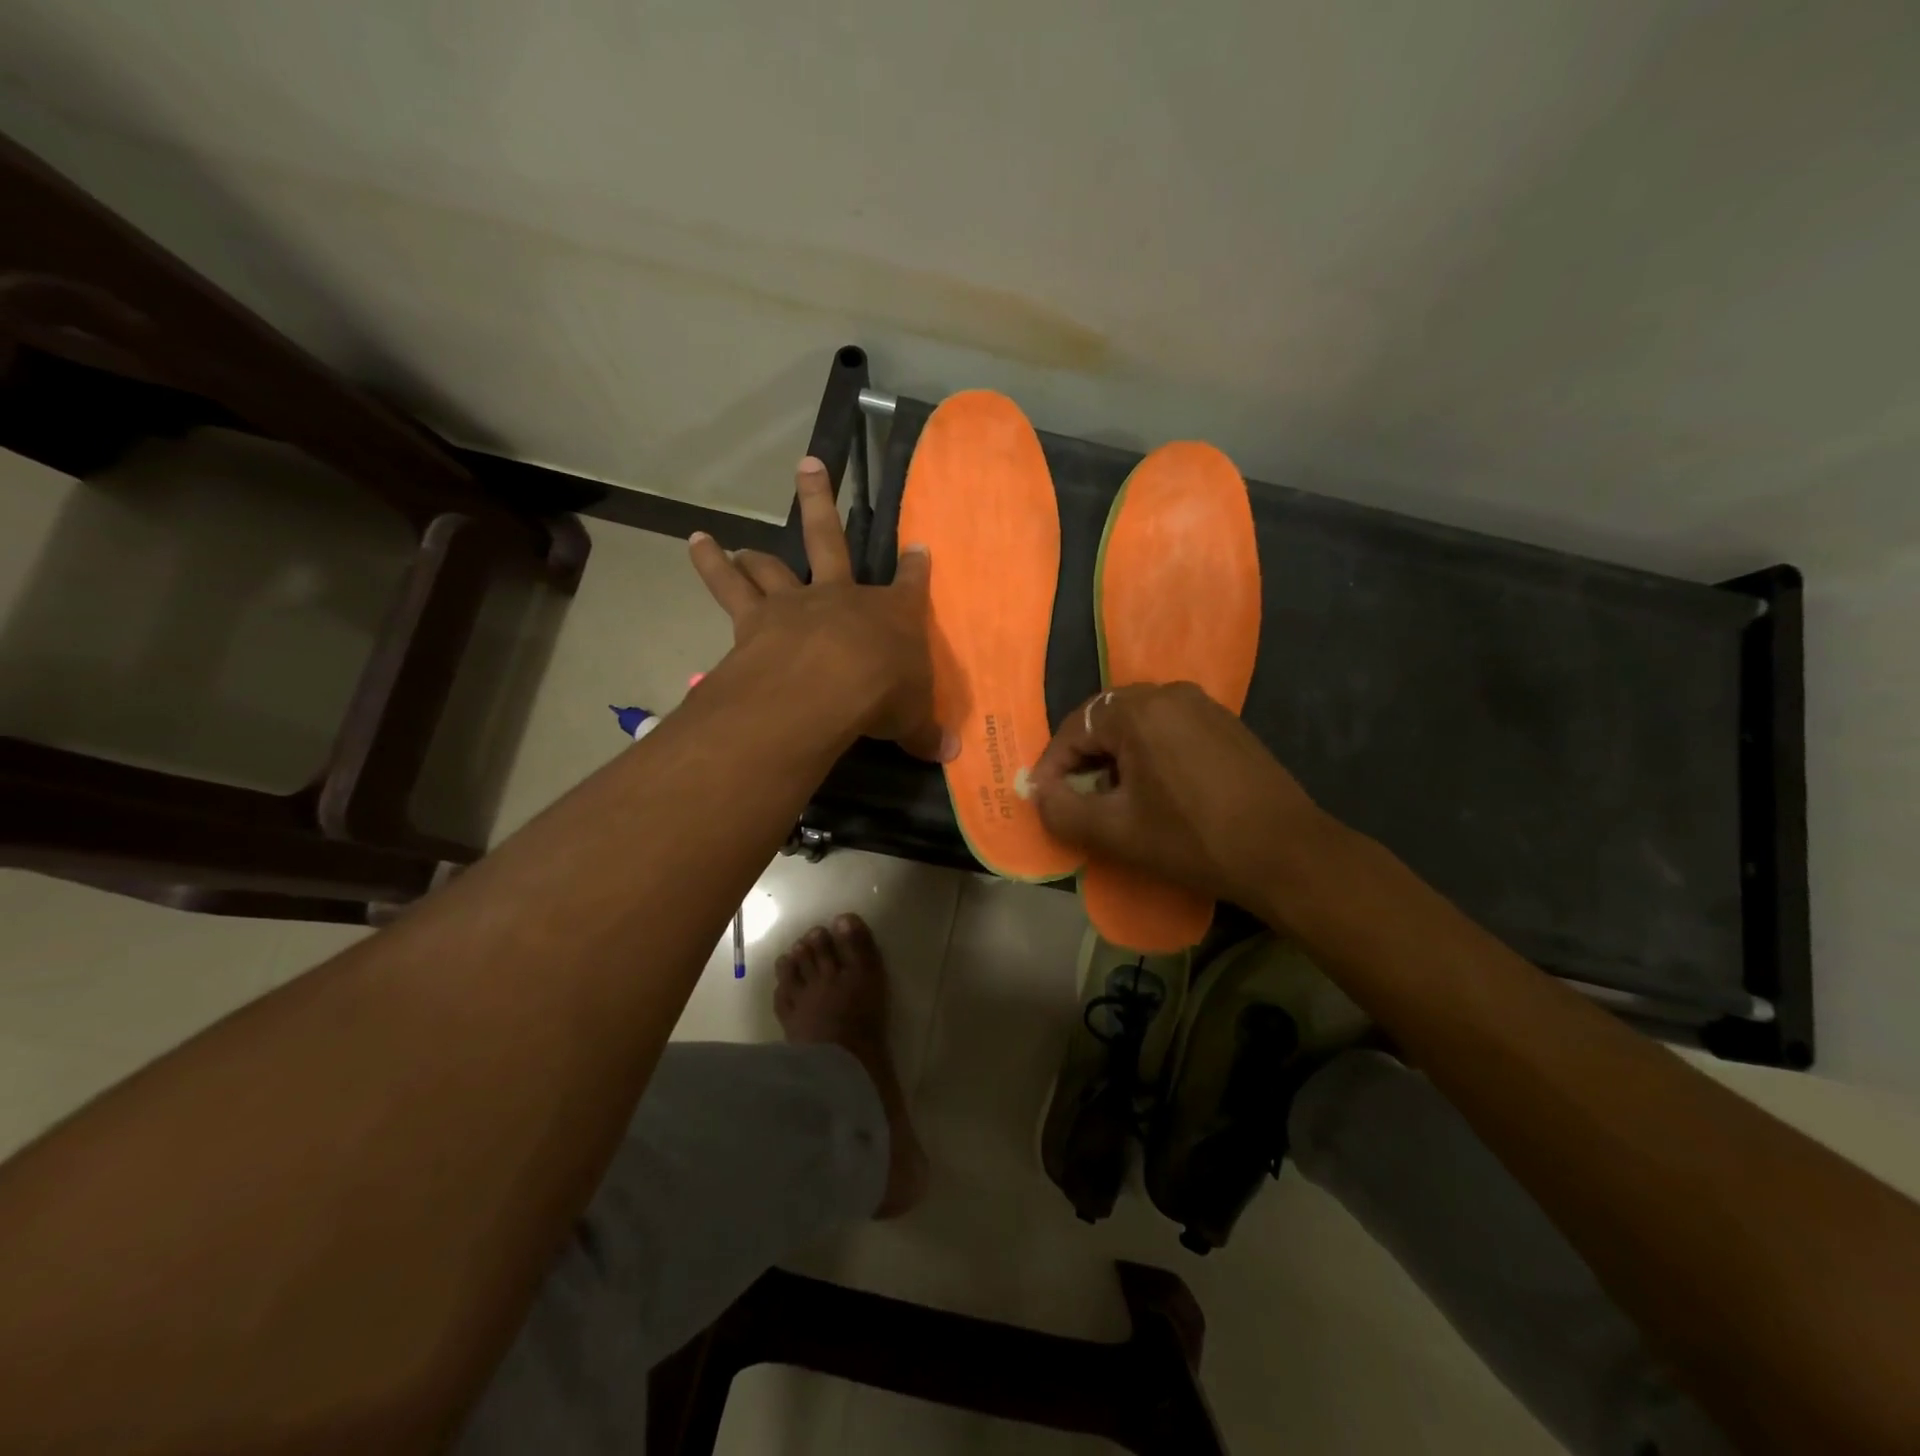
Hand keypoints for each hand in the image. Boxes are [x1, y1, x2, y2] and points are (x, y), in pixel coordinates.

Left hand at [690, 457, 953, 761]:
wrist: (826, 687)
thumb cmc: (882, 694)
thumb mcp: (913, 719)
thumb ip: (926, 732)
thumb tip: (951, 753)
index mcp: (891, 615)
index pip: (911, 583)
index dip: (917, 567)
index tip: (919, 546)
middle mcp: (841, 596)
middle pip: (830, 539)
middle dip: (821, 502)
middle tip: (809, 465)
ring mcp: (795, 603)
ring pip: (772, 564)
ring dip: (754, 552)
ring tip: (736, 543)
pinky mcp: (755, 619)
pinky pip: (728, 588)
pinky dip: (710, 565)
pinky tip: (695, 543)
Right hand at [1031, 682, 1328, 913]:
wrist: (1285, 853)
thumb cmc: (1192, 839)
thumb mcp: (1115, 832)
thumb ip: (1062, 810)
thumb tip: (1039, 794)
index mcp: (1138, 710)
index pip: (1074, 729)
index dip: (1053, 766)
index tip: (1045, 800)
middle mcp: (1169, 693)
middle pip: (1106, 720)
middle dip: (1084, 759)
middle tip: (1075, 798)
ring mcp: (1203, 705)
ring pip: (1138, 724)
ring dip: (1116, 757)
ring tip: (1114, 798)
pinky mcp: (1226, 724)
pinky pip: (1169, 729)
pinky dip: (1149, 754)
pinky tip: (1156, 790)